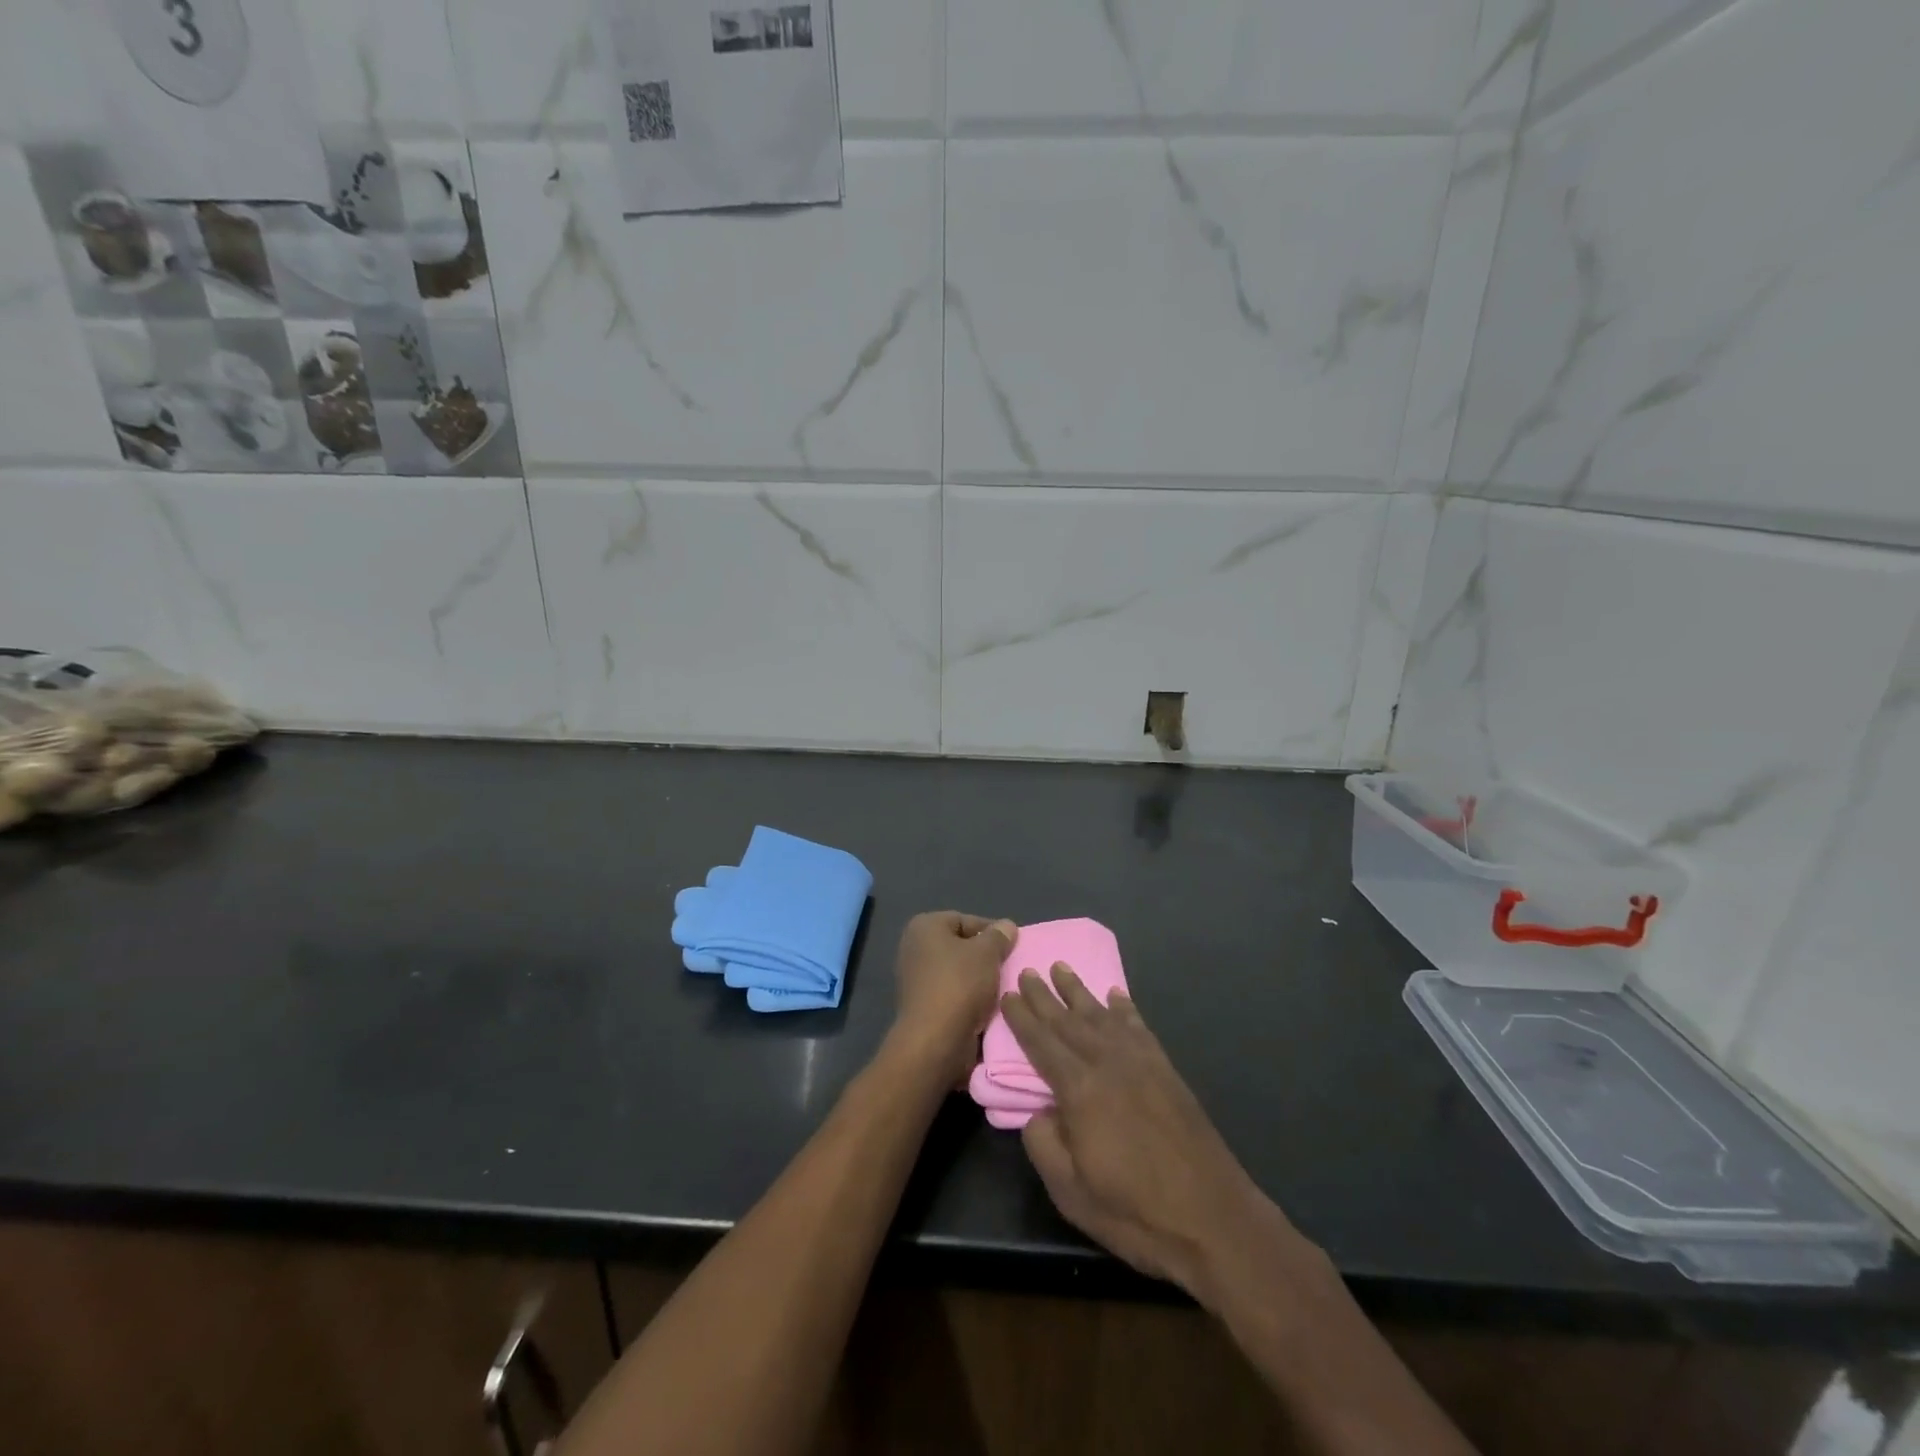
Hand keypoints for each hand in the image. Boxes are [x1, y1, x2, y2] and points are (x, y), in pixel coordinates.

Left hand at [889, 911, 1016, 1084]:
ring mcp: (916, 978)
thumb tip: (1006, 926)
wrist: (935, 1040)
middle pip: (961, 946)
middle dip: (986, 956)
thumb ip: (999, 936)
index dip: (991, 931)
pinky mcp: (923, 1005)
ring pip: (959, 972)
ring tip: (1003, 988)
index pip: (965, 920)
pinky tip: (989, 1006)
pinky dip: (970, 998)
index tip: (1013, 946)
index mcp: (924, 927)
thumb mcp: (987, 952)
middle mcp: (914, 948)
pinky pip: (953, 993)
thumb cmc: (960, 984)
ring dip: (980, 980)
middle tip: (1010, 966)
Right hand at [1001, 966, 1288, 1295]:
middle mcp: (1108, 1063)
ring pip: (1101, 1015)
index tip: (1007, 994)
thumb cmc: (1135, 1212)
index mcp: (1079, 1089)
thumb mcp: (1070, 1191)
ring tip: (1061, 968)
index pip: (1041, 1043)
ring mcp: (1141, 1062)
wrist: (1213, 1219)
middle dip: (1044, 996)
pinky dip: (1124, 1008)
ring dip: (1079, 991)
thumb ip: (1043, 1143)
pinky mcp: (1166, 1070)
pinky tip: (1115, 996)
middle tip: (1026, 970)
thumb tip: (1038, 1111)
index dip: (1022, 1018)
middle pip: (1068, 1021)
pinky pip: (1138, 1027)